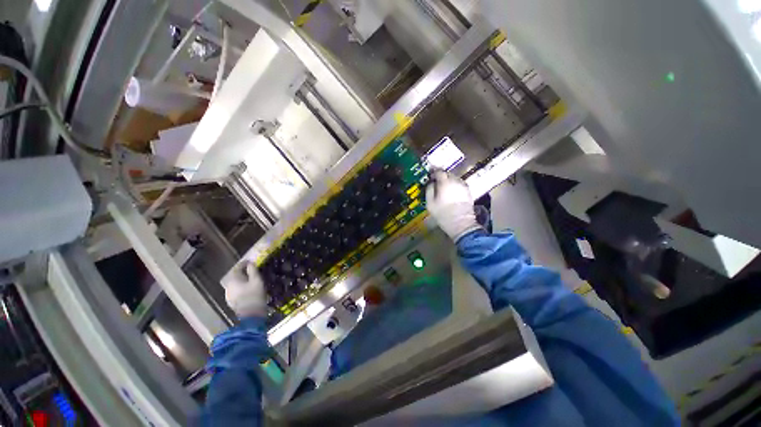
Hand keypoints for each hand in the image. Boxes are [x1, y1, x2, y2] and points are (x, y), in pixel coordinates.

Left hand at [225, 263, 267, 317]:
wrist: (251, 315)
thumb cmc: (255, 295)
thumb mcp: (257, 280)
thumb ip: (253, 270)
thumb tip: (250, 263)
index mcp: (233, 280)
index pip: (237, 268)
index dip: (243, 263)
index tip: (250, 261)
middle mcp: (228, 286)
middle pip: (234, 276)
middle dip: (242, 272)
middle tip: (251, 269)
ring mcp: (228, 295)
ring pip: (234, 283)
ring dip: (241, 280)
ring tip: (250, 279)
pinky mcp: (231, 301)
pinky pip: (235, 290)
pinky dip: (241, 287)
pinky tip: (247, 288)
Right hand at [425, 170, 481, 241]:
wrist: (461, 223)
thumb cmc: (443, 214)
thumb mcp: (430, 204)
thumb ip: (429, 191)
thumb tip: (430, 184)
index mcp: (445, 183)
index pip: (439, 172)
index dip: (433, 172)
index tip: (430, 174)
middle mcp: (455, 182)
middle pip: (447, 174)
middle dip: (441, 176)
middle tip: (436, 181)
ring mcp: (463, 186)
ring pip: (454, 179)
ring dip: (448, 181)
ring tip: (443, 187)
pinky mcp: (468, 192)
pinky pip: (459, 185)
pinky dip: (454, 186)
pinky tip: (451, 192)